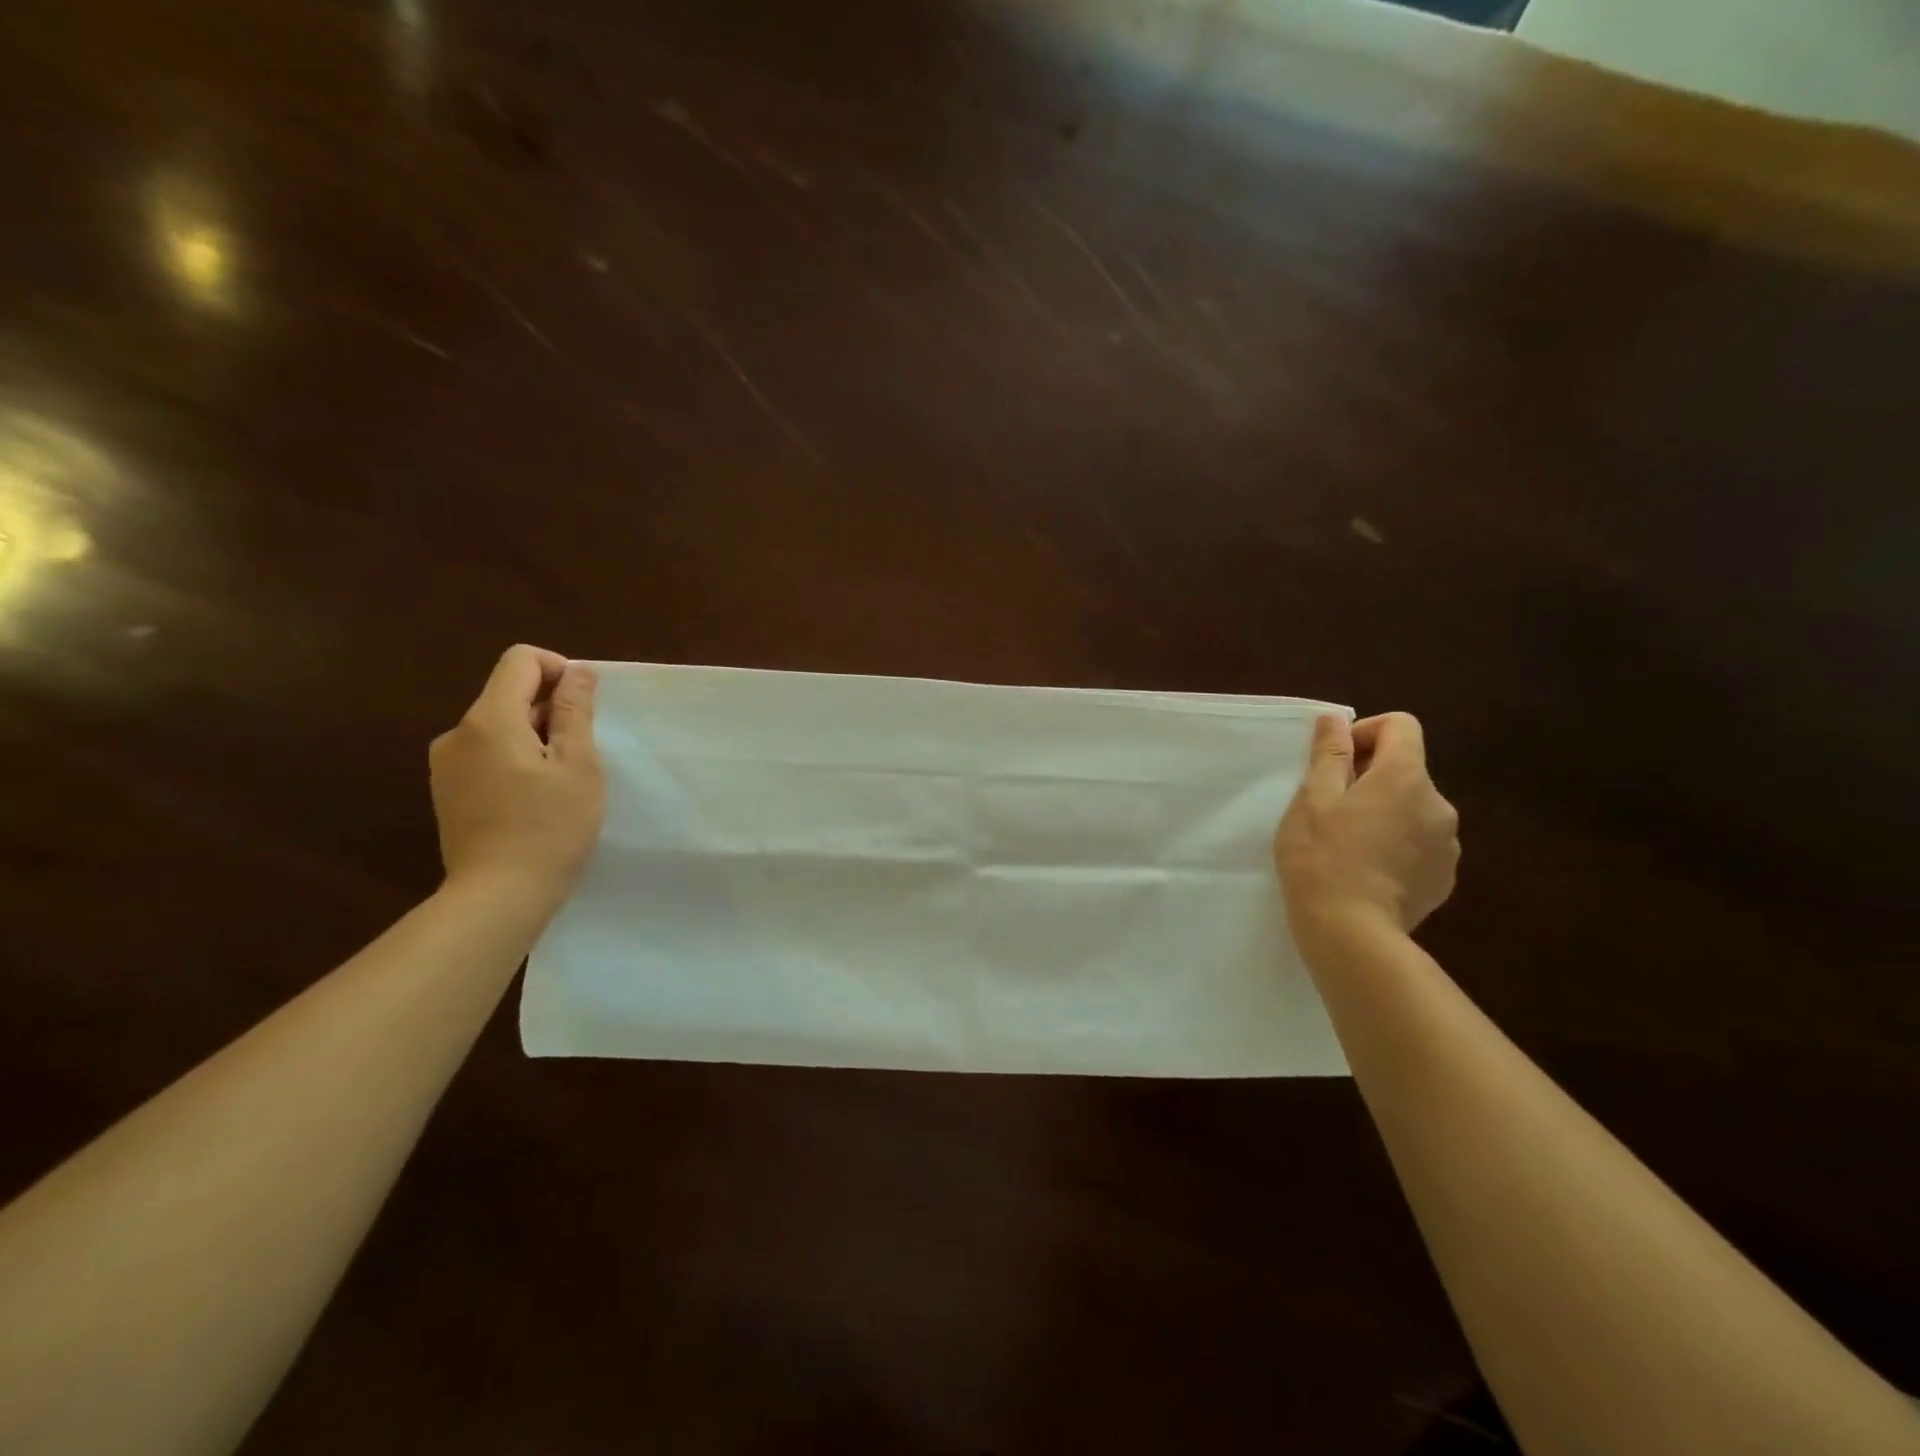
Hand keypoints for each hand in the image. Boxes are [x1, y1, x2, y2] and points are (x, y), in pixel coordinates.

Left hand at [429, 645, 605, 908]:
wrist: (499, 895)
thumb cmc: (550, 827)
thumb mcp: (577, 764)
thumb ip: (575, 711)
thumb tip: (577, 671)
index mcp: (489, 719)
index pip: (520, 660)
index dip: (559, 670)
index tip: (584, 707)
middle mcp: (457, 732)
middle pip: (508, 693)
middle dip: (549, 709)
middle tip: (581, 753)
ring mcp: (446, 764)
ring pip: (498, 725)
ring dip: (534, 736)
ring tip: (559, 781)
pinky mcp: (446, 791)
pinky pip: (485, 753)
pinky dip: (514, 759)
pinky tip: (533, 798)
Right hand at [1274, 713, 1458, 958]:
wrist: (1351, 931)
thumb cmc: (1321, 857)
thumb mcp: (1312, 799)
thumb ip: (1330, 754)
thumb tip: (1336, 720)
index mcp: (1406, 777)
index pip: (1401, 726)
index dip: (1366, 732)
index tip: (1336, 761)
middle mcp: (1439, 804)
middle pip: (1406, 769)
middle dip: (1369, 777)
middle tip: (1330, 807)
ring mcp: (1448, 844)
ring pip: (1412, 808)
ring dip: (1384, 811)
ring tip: (1348, 842)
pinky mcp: (1444, 877)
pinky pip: (1420, 843)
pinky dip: (1396, 843)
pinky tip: (1367, 869)